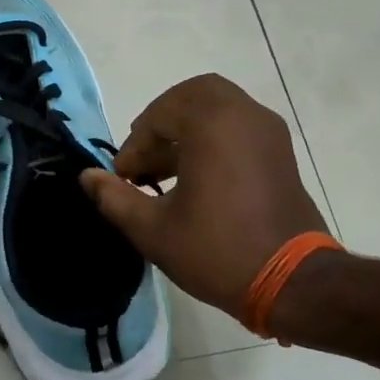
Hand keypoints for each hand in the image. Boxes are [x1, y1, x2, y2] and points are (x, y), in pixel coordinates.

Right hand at [80, 75, 330, 315]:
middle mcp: (245, 115)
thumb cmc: (218, 251)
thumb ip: (114, 197)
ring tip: (164, 172)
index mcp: (213, 124)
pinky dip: (213, 138)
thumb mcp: (153, 230)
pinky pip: (239, 126)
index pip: (160, 115)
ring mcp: (268, 132)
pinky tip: (195, 179)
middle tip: (145, 157)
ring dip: (187, 129)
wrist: (292, 283)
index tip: (125, 179)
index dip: (135, 145)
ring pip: (219, 108)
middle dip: (162, 122)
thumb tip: (87, 177)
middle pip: (194, 96)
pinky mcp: (281, 152)